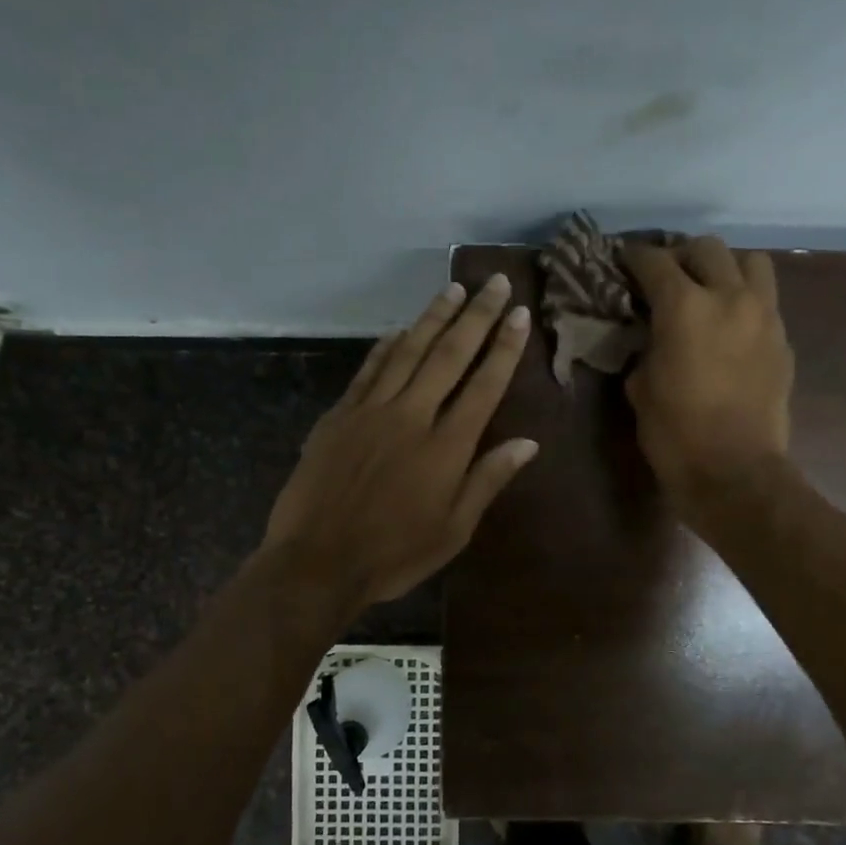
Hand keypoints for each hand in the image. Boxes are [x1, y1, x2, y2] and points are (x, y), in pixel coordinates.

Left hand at [261, 276, 538, 612]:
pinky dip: (385, 347)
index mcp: (446, 447)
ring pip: (407, 352)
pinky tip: (398, 330)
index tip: (518, 314)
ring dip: (432, 318)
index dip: (504, 347)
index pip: (484, 385)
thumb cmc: (393, 555)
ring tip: (453, 289)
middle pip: (448, 355)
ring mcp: (370, 411)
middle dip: (476, 316)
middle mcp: (411, 417)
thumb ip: (488, 480)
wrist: (317, 563)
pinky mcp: (339, 416)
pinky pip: (367, 370)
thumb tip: (528, 442)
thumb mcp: (453, 530)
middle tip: (495, 282)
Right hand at [620, 237, 793, 513]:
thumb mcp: (641, 388)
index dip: (634, 257)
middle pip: (706, 248)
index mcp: (684, 307)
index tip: (624, 260)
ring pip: (750, 262)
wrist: (734, 472)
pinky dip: (745, 300)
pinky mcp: (782, 340)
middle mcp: (729, 297)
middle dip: (681, 255)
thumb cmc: (675, 434)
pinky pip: (765, 300)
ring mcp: (764, 316)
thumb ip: (645, 348)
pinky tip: (729, 326)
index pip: (655, 262)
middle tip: (666, 276)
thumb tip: (651, 335)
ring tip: (709, 290)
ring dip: (725, 267)